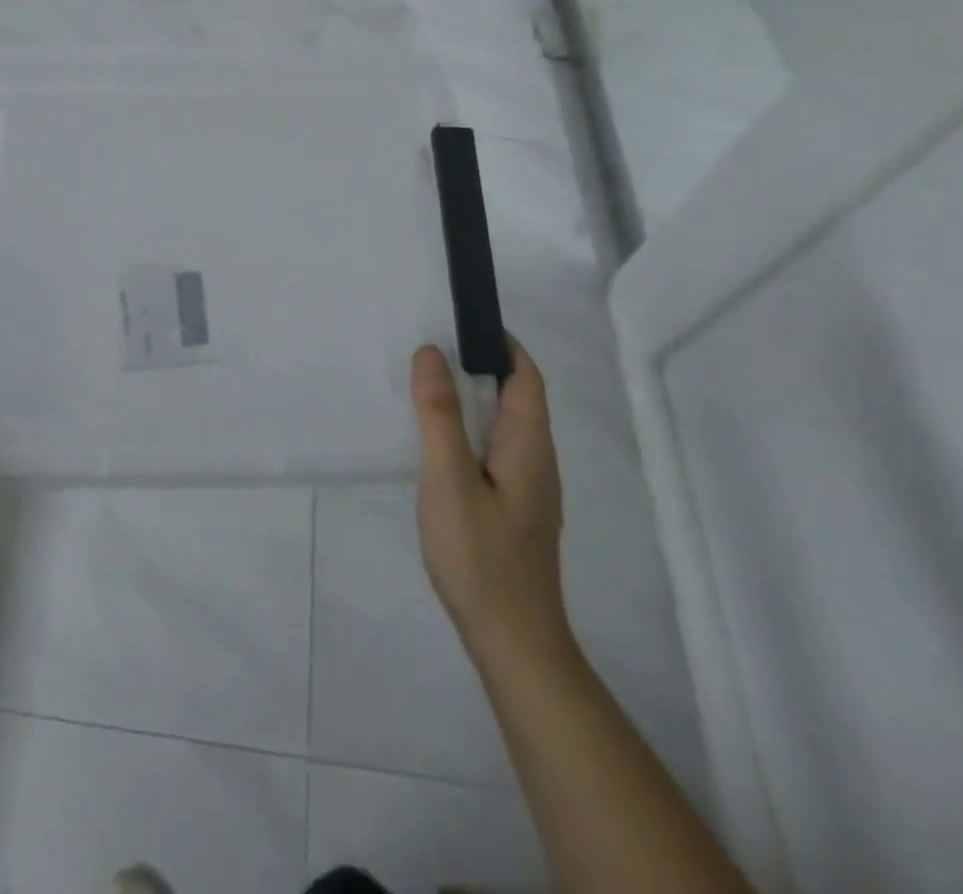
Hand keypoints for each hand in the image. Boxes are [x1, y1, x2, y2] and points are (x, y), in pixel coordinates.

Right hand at [411, 339, 571, 675]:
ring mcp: (528, 488)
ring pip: (503, 426)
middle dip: (479, 366)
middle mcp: (537, 460)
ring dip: (471, 399)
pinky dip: (469, 430)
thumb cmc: (480, 554)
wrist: (512, 640)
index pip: (525, 376)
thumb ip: (439, 414)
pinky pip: (494, 451)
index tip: (460, 321)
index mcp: (529, 444)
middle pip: (516, 397)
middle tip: (429, 349)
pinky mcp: (514, 509)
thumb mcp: (448, 478)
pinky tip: (438, 444)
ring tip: (426, 388)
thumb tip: (431, 352)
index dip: (500, 343)